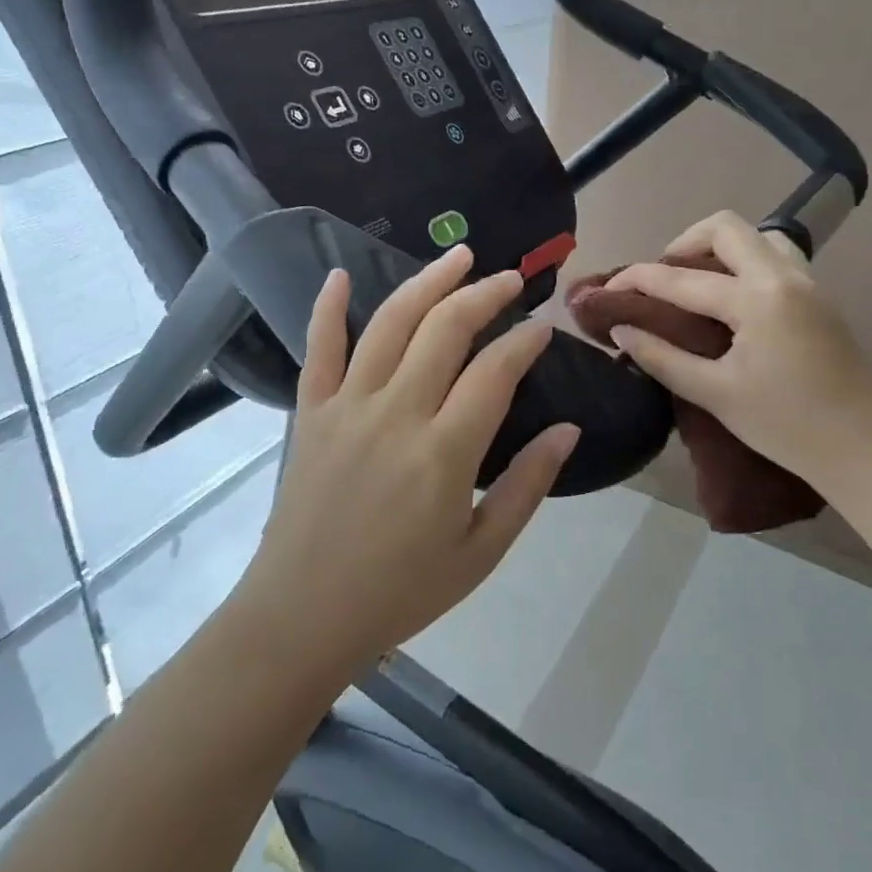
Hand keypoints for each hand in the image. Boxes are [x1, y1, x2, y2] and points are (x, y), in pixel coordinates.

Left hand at [236, 246, 579, 675]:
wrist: (303, 615)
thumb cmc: (400, 591)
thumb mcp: (481, 552)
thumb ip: (527, 486)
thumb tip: (568, 430)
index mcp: (443, 453)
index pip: (495, 372)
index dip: (524, 341)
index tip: (542, 326)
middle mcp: (396, 414)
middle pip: (444, 329)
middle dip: (484, 294)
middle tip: (510, 278)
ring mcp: (347, 407)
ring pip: (389, 323)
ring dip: (427, 282)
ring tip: (458, 255)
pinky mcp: (310, 412)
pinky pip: (319, 348)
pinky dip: (328, 307)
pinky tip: (340, 274)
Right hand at [603, 211, 871, 485]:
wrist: (865, 448)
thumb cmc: (786, 426)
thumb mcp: (715, 394)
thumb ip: (662, 357)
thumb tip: (621, 331)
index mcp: (757, 299)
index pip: (682, 277)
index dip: (637, 279)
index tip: (607, 289)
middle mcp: (784, 277)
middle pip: (726, 227)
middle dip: (683, 243)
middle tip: (661, 278)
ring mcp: (809, 283)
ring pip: (758, 236)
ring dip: (720, 249)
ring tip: (697, 284)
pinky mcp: (820, 298)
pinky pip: (776, 257)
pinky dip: (745, 263)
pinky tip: (732, 301)